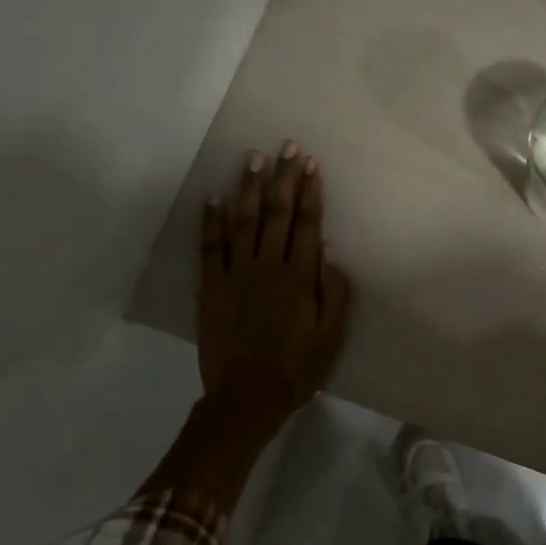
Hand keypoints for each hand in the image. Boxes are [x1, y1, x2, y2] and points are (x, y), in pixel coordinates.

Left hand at [196, 143, 351, 439]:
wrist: (246, 397)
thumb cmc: (296, 367)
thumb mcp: (331, 336)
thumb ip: (335, 293)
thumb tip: (329, 253)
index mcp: (299, 277)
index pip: (307, 224)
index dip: (310, 191)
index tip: (311, 164)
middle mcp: (267, 266)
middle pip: (277, 213)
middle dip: (283, 177)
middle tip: (286, 147)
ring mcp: (236, 274)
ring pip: (244, 221)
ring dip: (250, 188)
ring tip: (253, 158)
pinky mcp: (211, 286)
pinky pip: (210, 247)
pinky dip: (211, 221)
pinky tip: (213, 197)